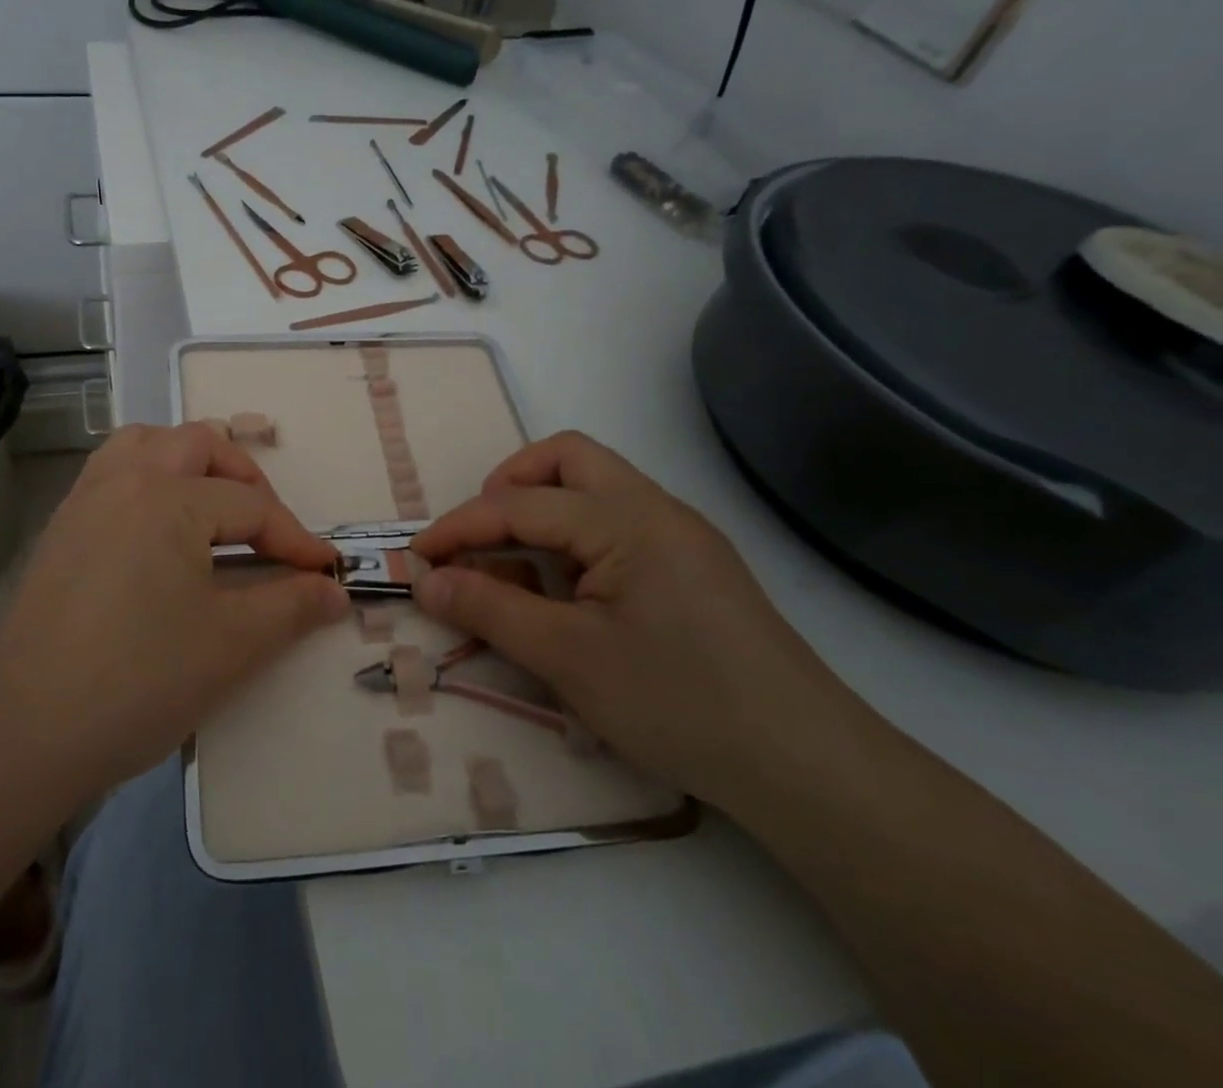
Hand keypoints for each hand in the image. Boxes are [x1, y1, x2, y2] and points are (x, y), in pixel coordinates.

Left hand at [0, 423, 348, 798]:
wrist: (25, 732)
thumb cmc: (139, 681)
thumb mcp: (230, 644)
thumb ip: (291, 607)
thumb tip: (334, 590)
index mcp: (168, 497)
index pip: (251, 505)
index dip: (295, 539)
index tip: (324, 572)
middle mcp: (124, 479)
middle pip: (198, 444)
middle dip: (244, 477)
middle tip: (266, 528)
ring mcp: (84, 500)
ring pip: (144, 443)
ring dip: (188, 461)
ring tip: (212, 506)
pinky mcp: (60, 529)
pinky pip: (111, 473)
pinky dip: (147, 478)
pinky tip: (159, 530)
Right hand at [410, 431, 868, 813]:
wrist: (809, 768)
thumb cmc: (679, 704)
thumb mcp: (568, 659)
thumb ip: (490, 610)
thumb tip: (426, 581)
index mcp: (626, 519)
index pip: (520, 504)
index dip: (460, 527)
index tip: (416, 557)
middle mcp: (656, 508)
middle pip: (566, 458)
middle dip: (509, 485)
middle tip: (479, 537)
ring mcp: (682, 534)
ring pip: (596, 486)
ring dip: (543, 508)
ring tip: (514, 563)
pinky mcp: (695, 566)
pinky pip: (618, 523)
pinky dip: (575, 537)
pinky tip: (566, 589)